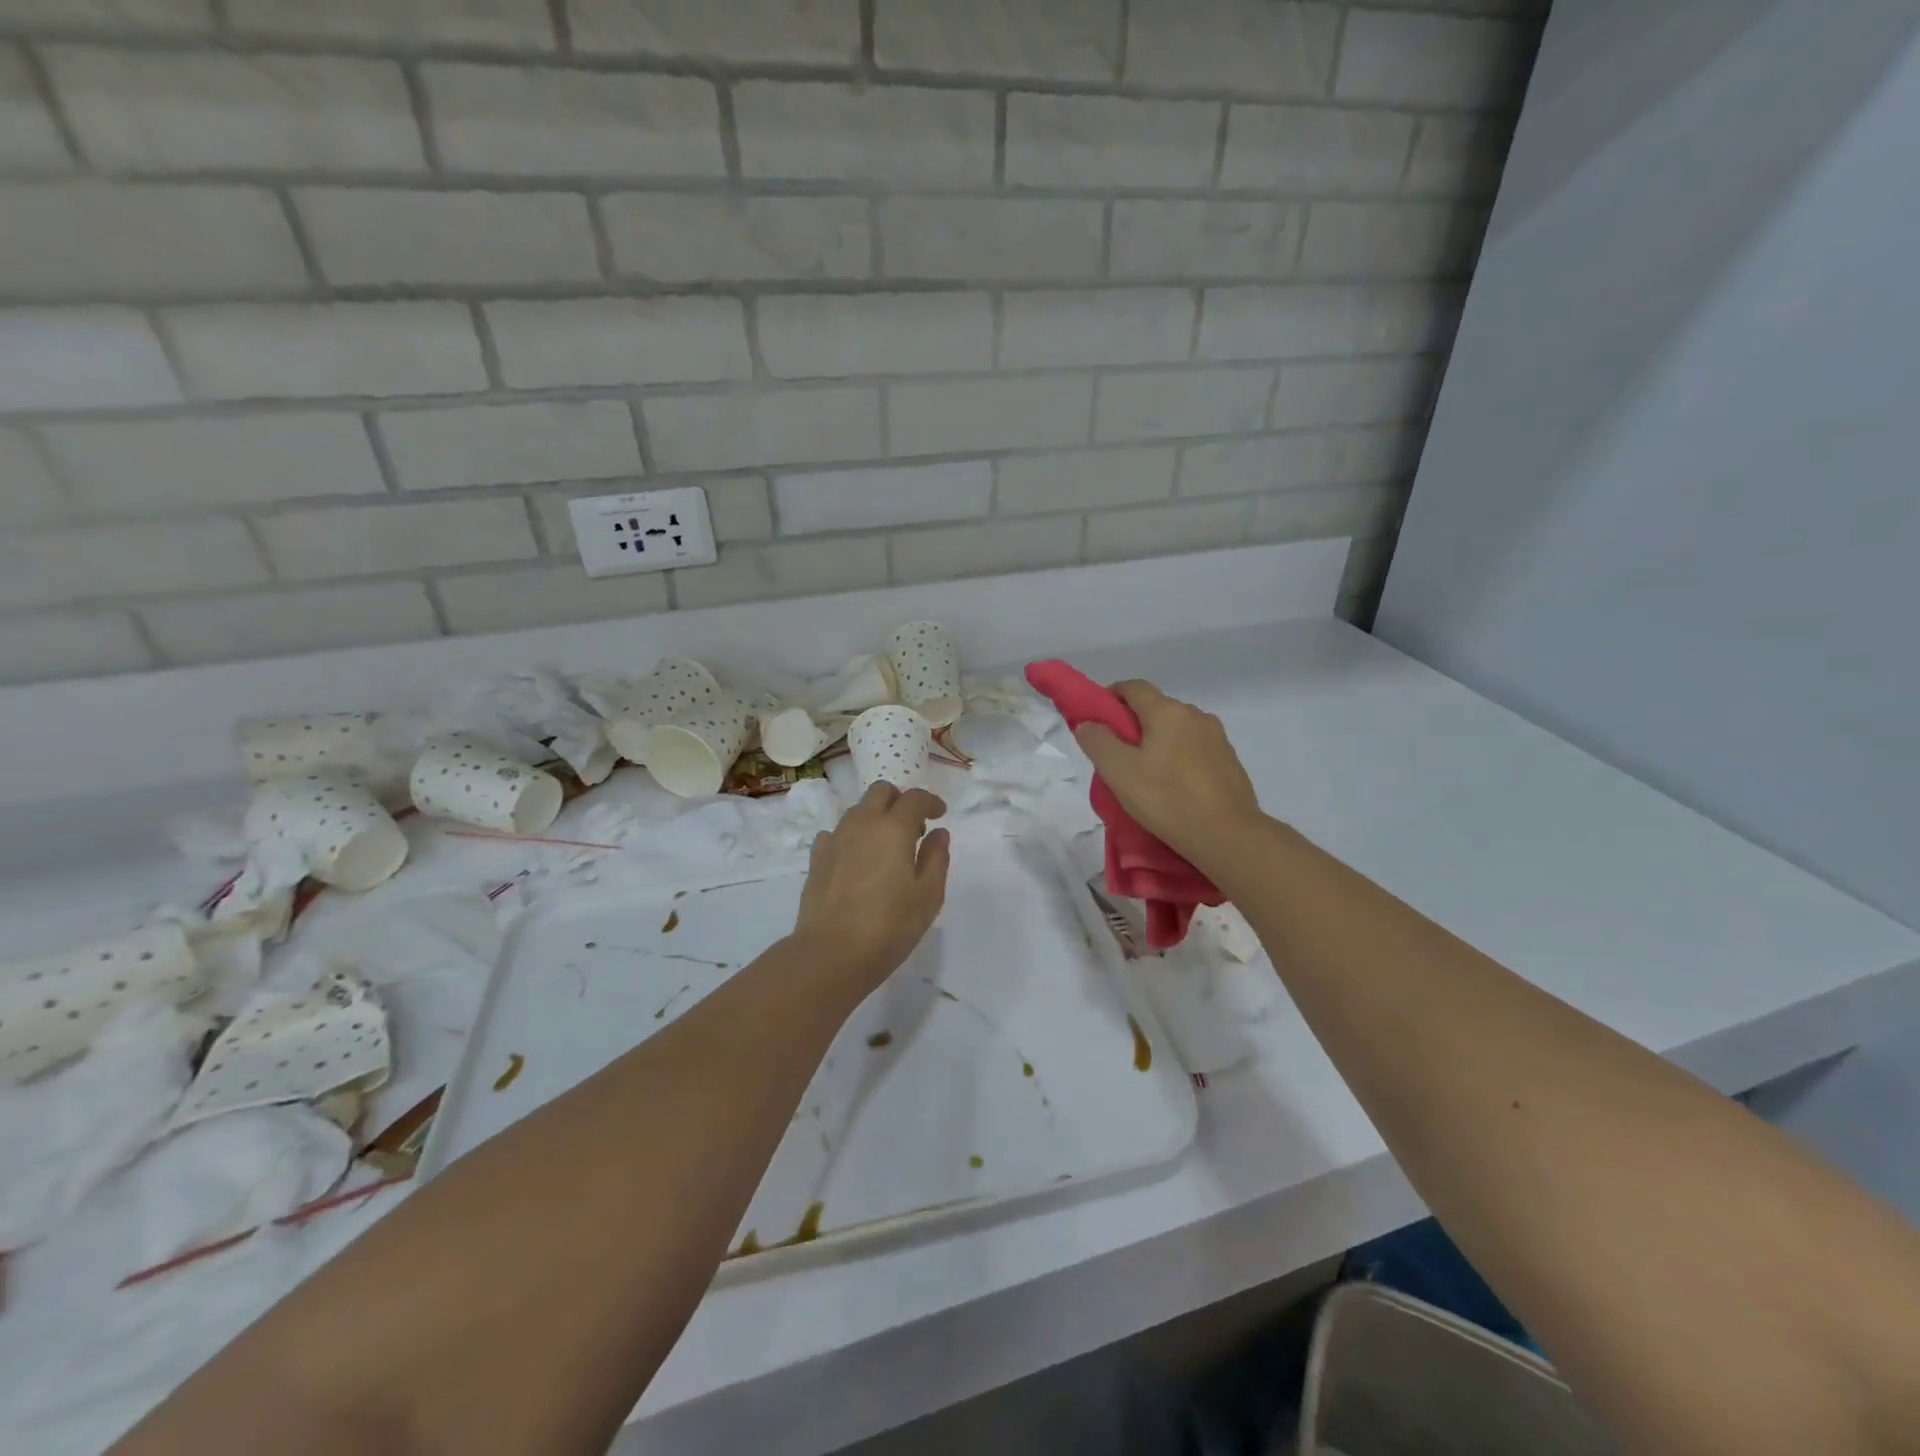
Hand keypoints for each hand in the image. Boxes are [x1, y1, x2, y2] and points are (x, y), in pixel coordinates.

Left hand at [790, 783, 950, 993]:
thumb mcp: (928, 895)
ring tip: (886, 846)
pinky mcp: (816, 858)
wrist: (831, 953)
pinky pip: (837, 833)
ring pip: (857, 810)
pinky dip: (852, 837)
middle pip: (880, 792)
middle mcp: (862, 824)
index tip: (940, 814)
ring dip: (876, 817)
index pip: (914, 798)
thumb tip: (938, 833)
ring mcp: (835, 839)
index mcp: (893, 828)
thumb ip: (937, 858)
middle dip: (900, 800)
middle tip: (913, 827)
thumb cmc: (890, 926)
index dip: (930, 801)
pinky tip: (857, 860)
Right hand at [1072, 680, 1265, 866]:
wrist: (1228, 836)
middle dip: (1133, 725)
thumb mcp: (1119, 772)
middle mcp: (1195, 715)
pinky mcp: (1230, 761)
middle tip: (1117, 756)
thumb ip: (1098, 742)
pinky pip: (1195, 749)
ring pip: (1177, 730)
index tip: (1097, 721)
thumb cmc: (1167, 799)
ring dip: (1158, 742)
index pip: (1133, 687)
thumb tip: (1088, 723)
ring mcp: (1217, 738)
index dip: (1110, 697)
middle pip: (1156, 708)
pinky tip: (1174, 786)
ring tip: (1146, 775)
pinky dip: (1179, 758)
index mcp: (1167, 712)